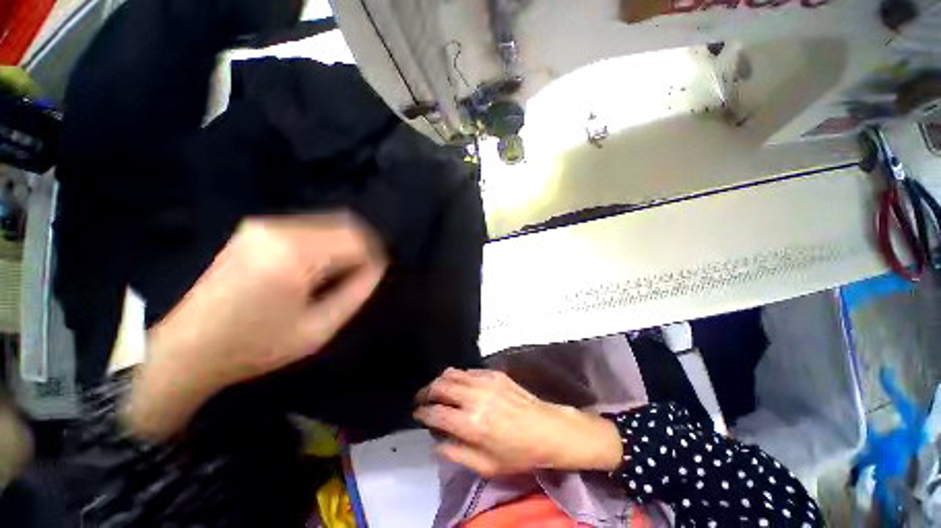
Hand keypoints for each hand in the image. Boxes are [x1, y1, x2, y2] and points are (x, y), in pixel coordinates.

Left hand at [126, 212, 386, 439]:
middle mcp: (279, 230)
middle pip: (344, 225)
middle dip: (362, 247)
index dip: (375, 256)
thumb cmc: (255, 346)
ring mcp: (263, 225)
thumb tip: (377, 267)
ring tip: (341, 273)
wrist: (186, 347)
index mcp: (294, 256)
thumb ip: (356, 293)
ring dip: (344, 244)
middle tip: (365, 272)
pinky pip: (309, 227)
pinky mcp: (255, 229)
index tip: (377, 274)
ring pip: (328, 223)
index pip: (356, 240)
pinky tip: (319, 267)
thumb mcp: (318, 329)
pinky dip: (325, 243)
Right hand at [414, 368, 622, 476]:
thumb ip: (456, 453)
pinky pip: (468, 370)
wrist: (546, 429)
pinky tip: (458, 384)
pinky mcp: (494, 373)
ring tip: (435, 389)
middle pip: (440, 386)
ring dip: (440, 380)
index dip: (422, 412)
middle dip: (426, 392)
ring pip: (453, 373)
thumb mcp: (486, 465)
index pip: (436, 413)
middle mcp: (475, 397)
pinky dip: (457, 376)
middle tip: (421, 399)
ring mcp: (485, 381)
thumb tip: (435, 443)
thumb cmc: (518, 453)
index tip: (417, 413)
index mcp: (472, 424)